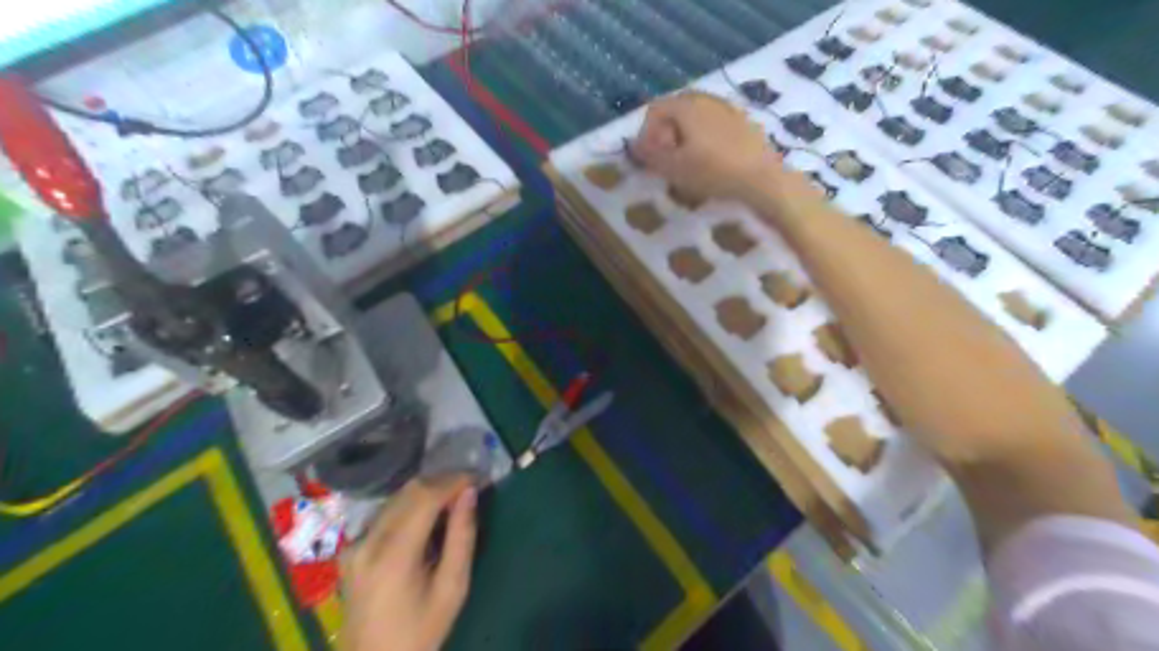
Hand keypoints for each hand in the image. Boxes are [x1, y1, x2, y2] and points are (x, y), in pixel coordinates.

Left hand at [340, 474, 478, 650]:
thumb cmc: (420, 631)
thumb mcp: (452, 588)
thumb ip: (462, 537)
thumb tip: (470, 493)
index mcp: (393, 555)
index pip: (424, 497)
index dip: (453, 481)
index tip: (477, 478)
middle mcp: (367, 542)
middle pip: (408, 492)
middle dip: (442, 482)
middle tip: (469, 486)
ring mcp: (354, 544)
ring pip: (395, 499)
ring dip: (426, 492)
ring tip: (453, 498)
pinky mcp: (350, 549)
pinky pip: (384, 514)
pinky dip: (409, 506)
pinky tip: (427, 517)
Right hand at [630, 92, 782, 200]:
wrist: (763, 178)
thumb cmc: (713, 171)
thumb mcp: (674, 168)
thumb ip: (650, 155)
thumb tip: (633, 145)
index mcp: (687, 105)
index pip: (655, 110)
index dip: (645, 133)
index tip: (648, 158)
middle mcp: (707, 99)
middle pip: (676, 110)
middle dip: (665, 134)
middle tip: (666, 160)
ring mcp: (729, 109)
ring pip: (697, 117)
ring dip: (686, 136)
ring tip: (687, 162)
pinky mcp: (746, 123)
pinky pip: (716, 125)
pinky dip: (706, 139)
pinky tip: (712, 161)